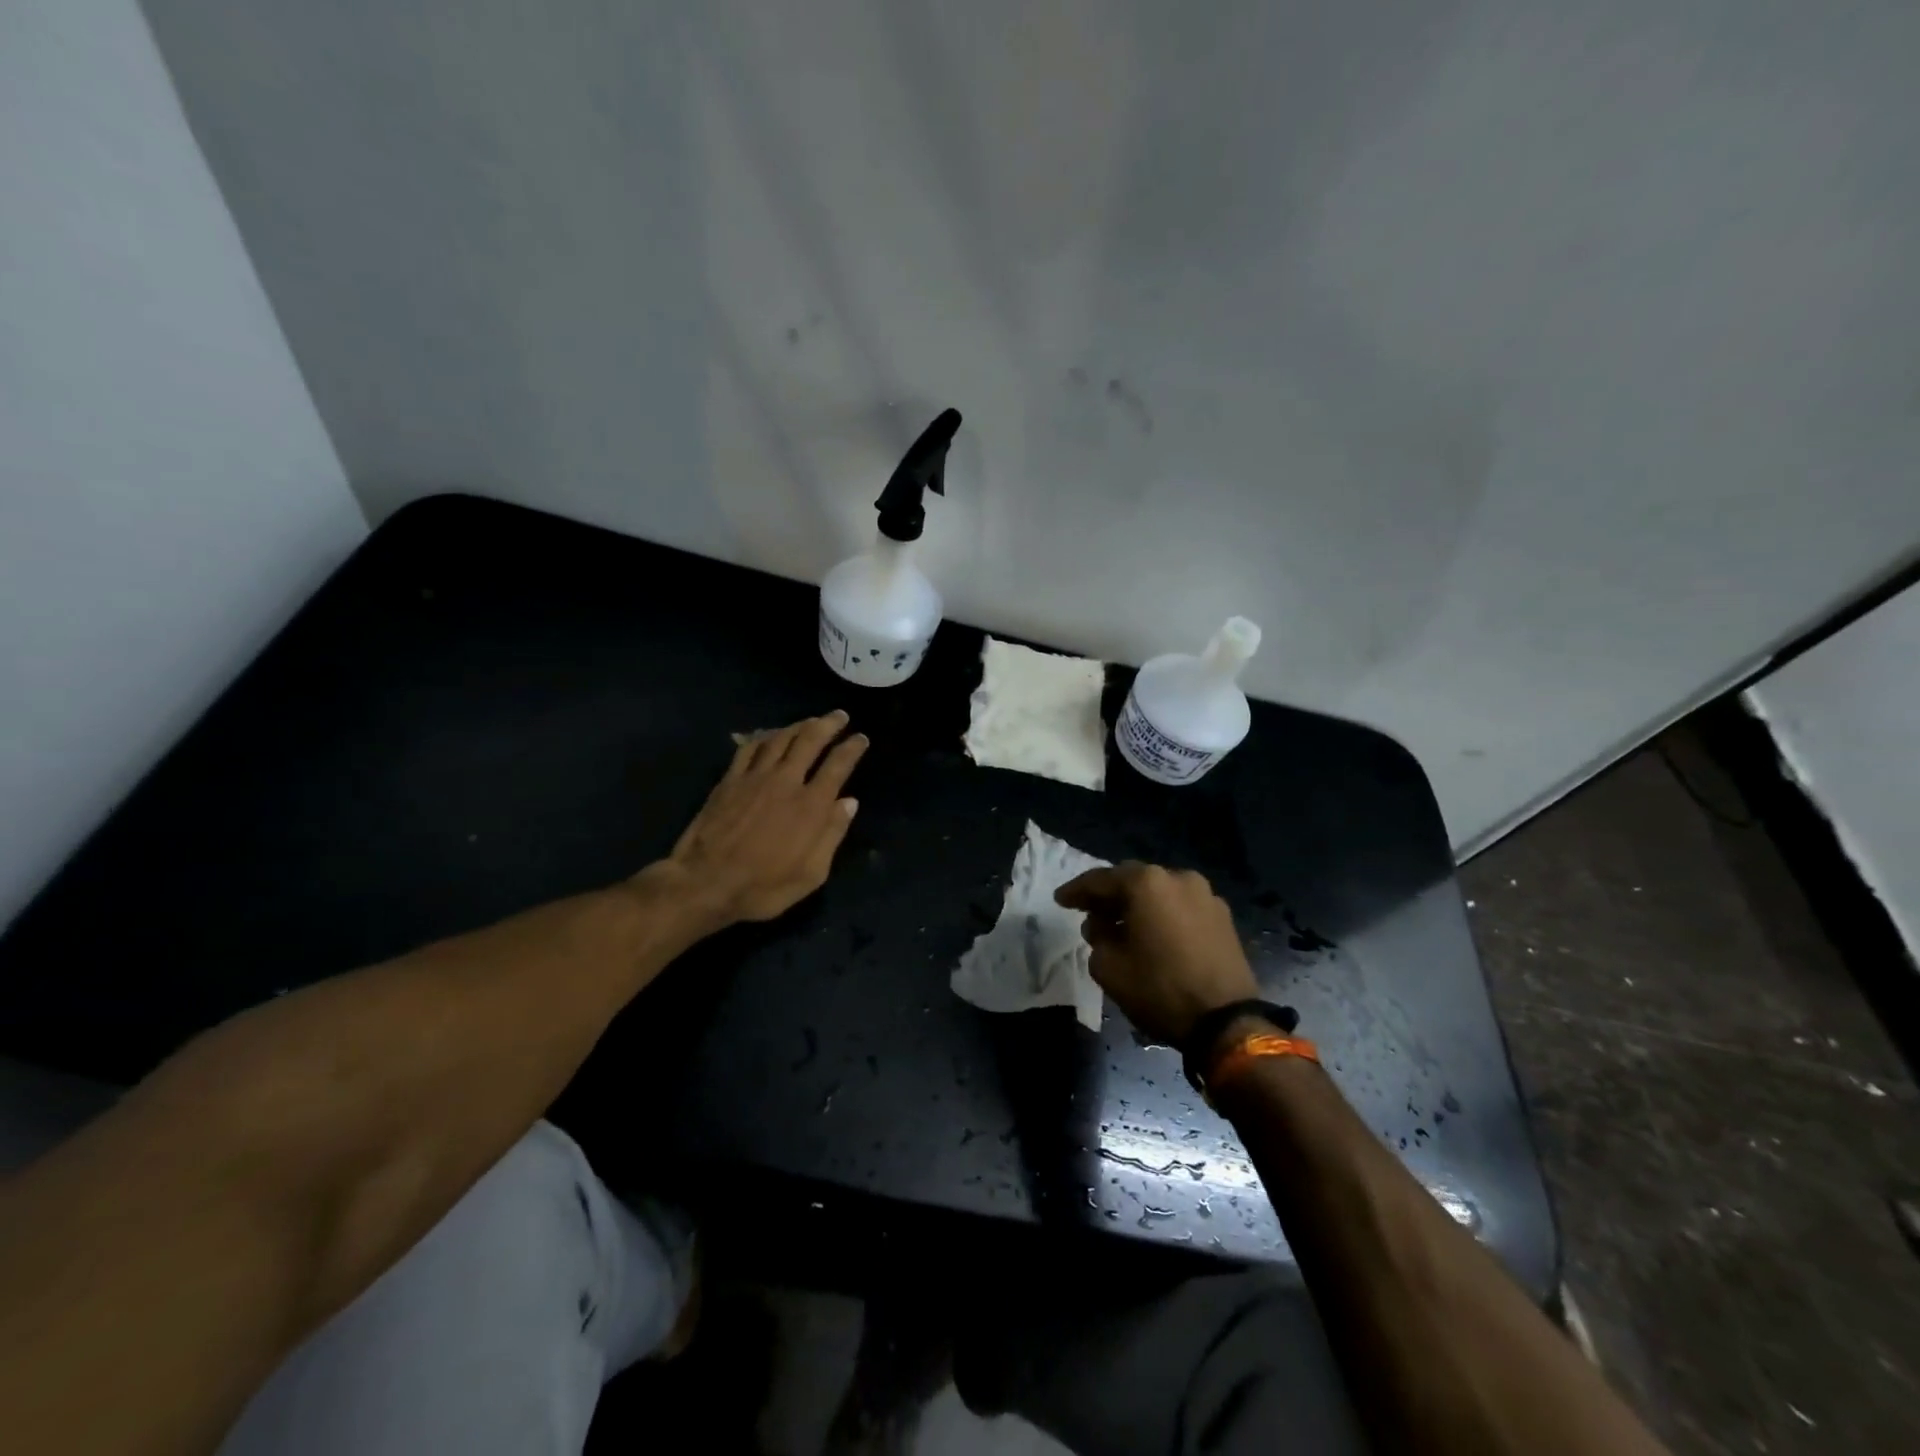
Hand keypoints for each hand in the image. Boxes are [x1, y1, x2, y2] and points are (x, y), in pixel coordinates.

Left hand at [650, 711, 867, 927]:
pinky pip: (749, 748)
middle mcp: (785, 782)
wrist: (705, 883)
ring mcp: (754, 777)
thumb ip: (832, 835)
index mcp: (811, 806)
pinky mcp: (729, 780)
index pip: (838, 765)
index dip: (852, 748)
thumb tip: (849, 802)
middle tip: (840, 716)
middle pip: (810, 740)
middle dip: (829, 724)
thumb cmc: (763, 887)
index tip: (861, 738)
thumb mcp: (811, 874)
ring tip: (810, 720)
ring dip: (799, 725)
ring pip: (780, 738)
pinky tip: (771, 734)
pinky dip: (765, 736)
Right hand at [1054, 863, 1259, 1044]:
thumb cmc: (1159, 990)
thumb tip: (1102, 926)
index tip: (1060, 900)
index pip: (1100, 880)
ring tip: (1122, 926)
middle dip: (1109, 895)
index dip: (1076, 890)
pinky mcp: (1223, 917)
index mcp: (1147, 883)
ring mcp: (1205, 895)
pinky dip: (1163, 915)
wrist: (1226, 1022)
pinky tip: (1153, 935)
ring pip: (1160, 892)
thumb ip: (1096, 937)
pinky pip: (1181, 907)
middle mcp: (1178, 877)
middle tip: (1089, 911)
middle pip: (1133, 880)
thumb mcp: (1108, 967)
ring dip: (1138, 905)